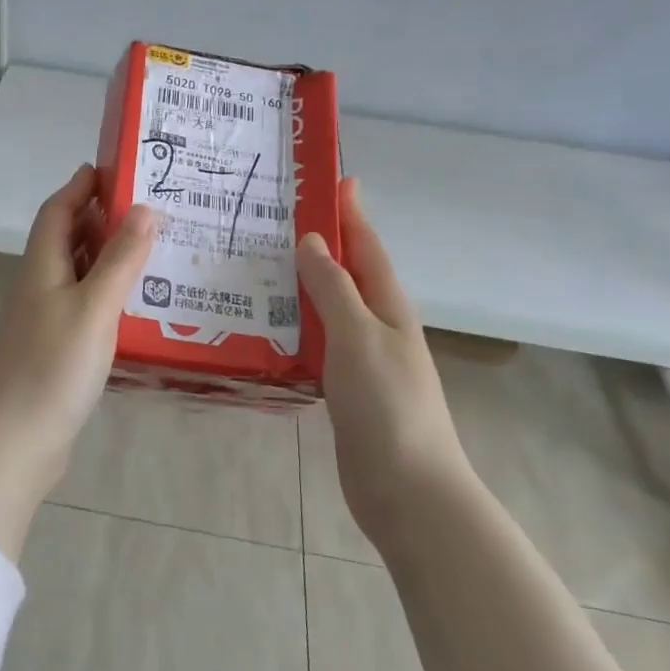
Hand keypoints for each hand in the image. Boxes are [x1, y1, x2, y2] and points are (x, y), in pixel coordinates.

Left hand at [0, 165, 156, 558]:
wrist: (13, 442)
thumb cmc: (52, 367)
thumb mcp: (94, 307)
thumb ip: (121, 259)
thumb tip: (145, 208)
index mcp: (43, 266)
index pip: (57, 211)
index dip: (81, 187)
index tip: (113, 168)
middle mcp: (40, 285)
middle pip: (68, 239)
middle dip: (101, 218)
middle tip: (150, 208)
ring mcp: (46, 319)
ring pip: (79, 273)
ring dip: (108, 257)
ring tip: (153, 250)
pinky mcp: (56, 350)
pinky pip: (85, 306)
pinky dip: (108, 294)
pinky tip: (136, 305)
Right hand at [297, 177, 472, 545]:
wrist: (408, 490)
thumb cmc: (387, 405)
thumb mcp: (358, 336)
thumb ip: (333, 287)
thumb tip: (311, 240)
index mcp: (388, 306)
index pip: (367, 246)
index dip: (352, 213)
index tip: (335, 180)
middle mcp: (378, 326)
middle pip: (347, 273)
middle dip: (321, 243)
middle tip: (277, 219)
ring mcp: (363, 359)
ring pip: (329, 308)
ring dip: (302, 285)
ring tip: (261, 264)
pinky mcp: (345, 388)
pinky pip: (318, 343)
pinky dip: (296, 325)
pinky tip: (268, 325)